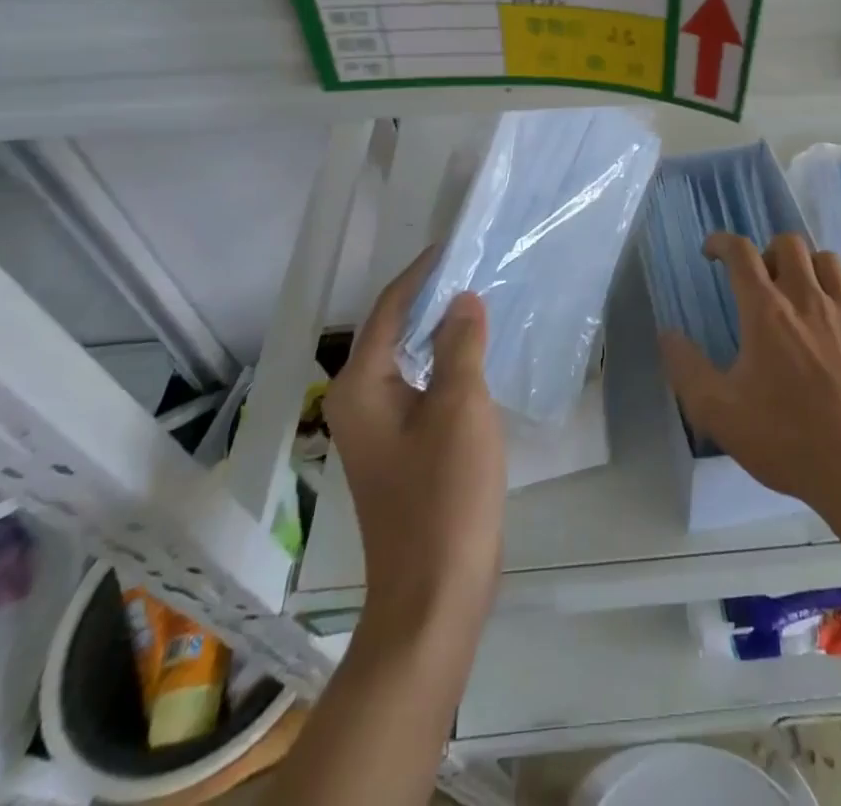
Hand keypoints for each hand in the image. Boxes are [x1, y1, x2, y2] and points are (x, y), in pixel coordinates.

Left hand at [323, 249, 505, 634]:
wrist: (435, 594)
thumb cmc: (445, 495)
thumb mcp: (460, 407)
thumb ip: (460, 345)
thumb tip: (461, 300)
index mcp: (361, 387)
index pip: (388, 309)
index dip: (421, 274)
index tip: (455, 246)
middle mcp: (358, 403)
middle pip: (394, 332)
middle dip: (432, 299)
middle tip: (476, 269)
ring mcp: (378, 431)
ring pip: (410, 362)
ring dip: (441, 332)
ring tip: (482, 303)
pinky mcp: (402, 451)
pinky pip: (421, 389)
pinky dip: (446, 365)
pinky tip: (477, 358)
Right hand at [659, 232, 840, 521]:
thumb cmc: (784, 438)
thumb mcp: (718, 411)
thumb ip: (686, 368)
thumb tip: (667, 334)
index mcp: (765, 311)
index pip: (741, 253)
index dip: (722, 242)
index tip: (712, 252)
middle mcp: (807, 297)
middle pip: (788, 243)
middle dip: (769, 253)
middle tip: (762, 283)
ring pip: (829, 259)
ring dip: (810, 268)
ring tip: (802, 295)